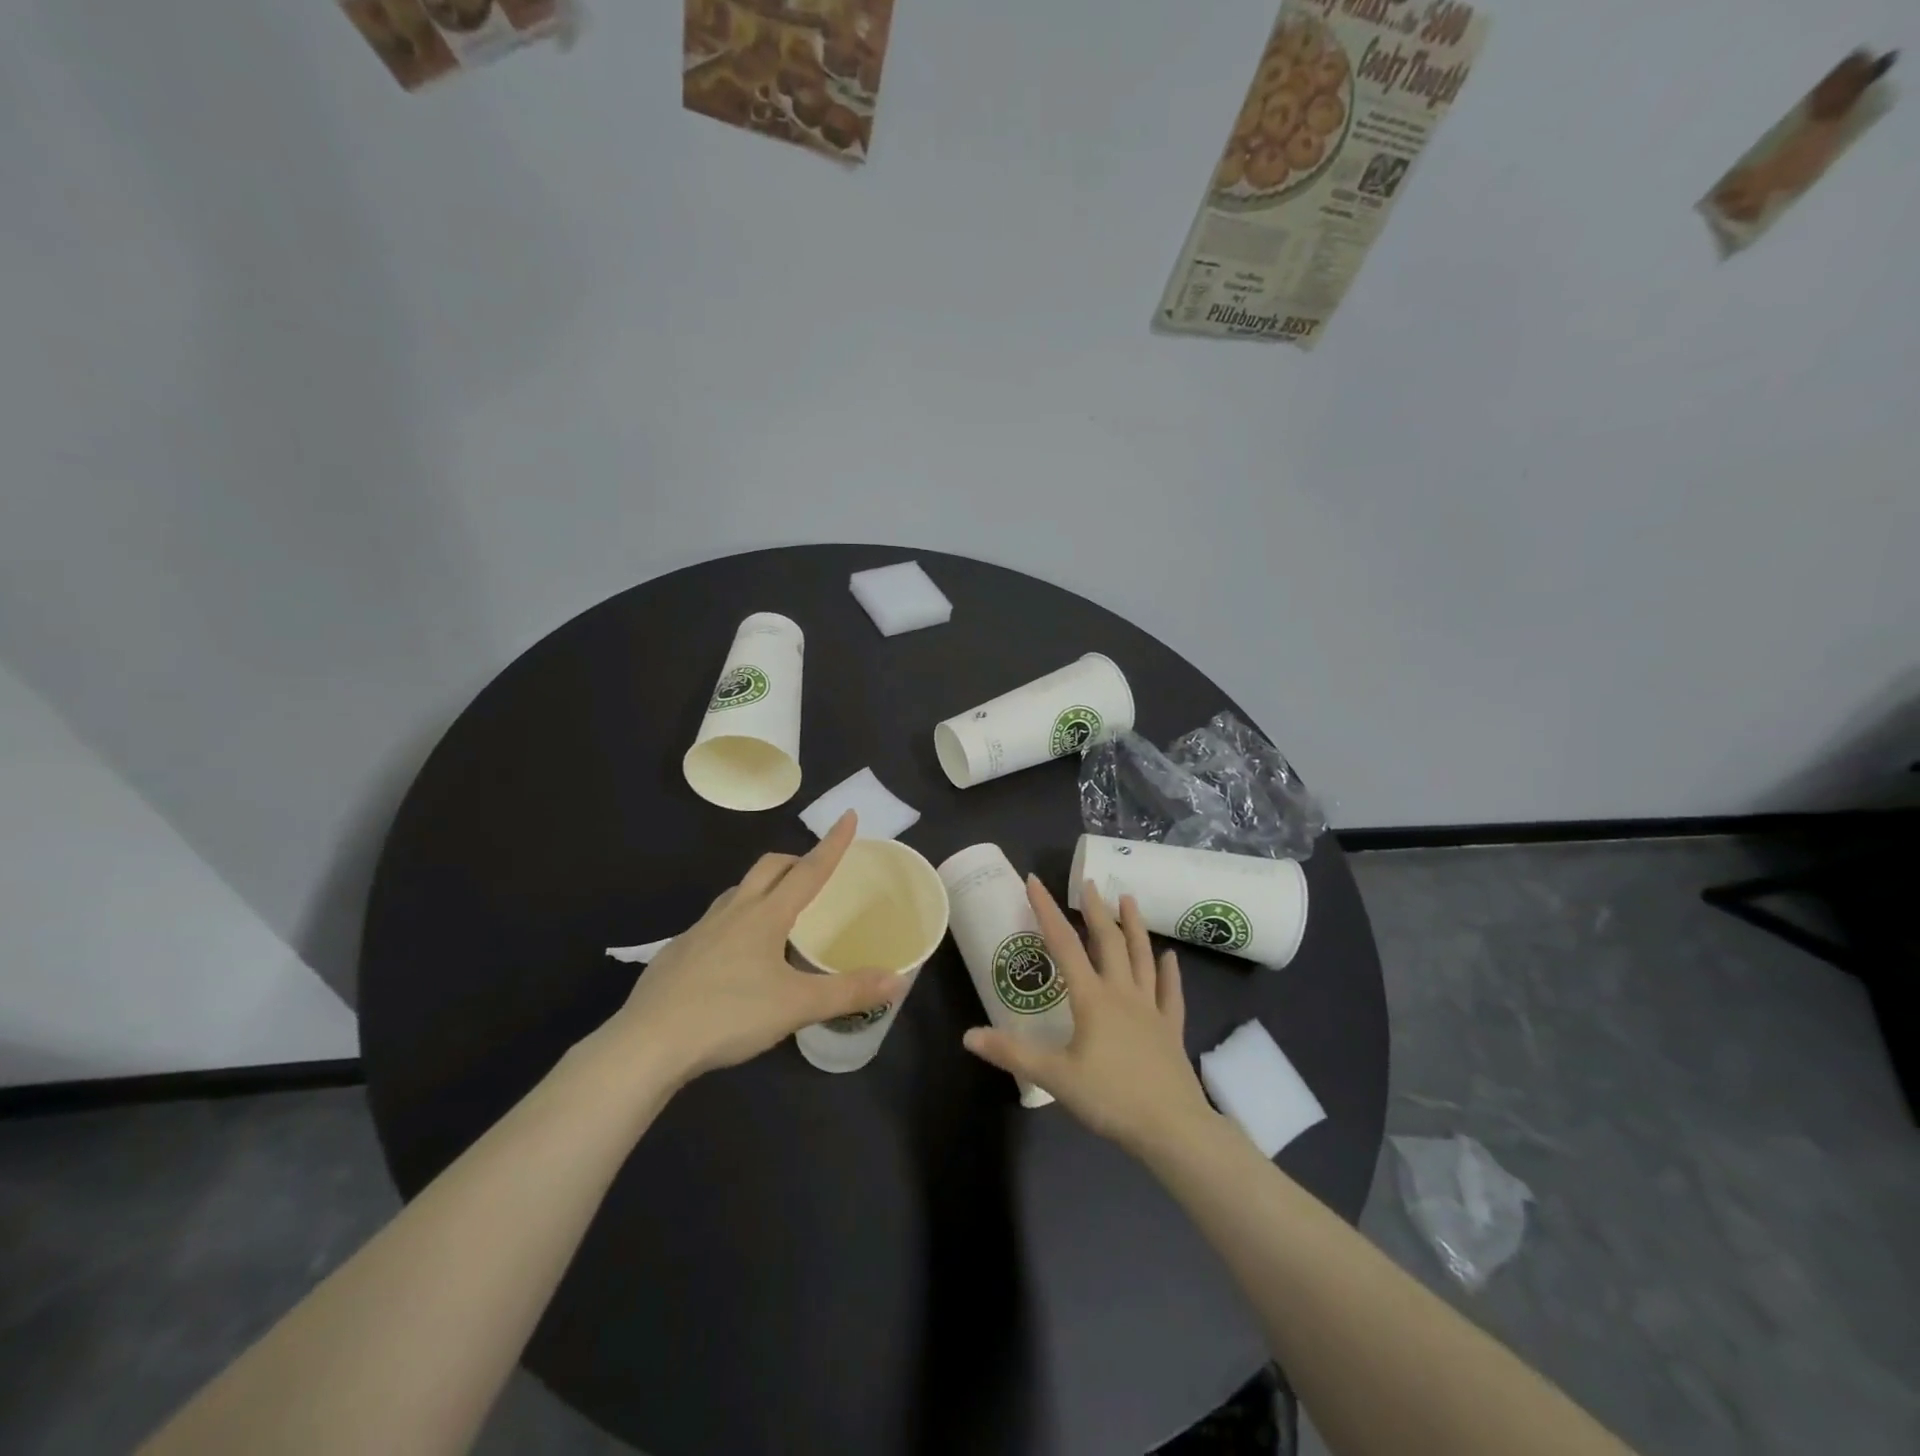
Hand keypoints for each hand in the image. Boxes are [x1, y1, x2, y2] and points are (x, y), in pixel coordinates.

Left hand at [610, 812, 898, 1081]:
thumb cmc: (729, 1015)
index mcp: (765, 915)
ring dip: (763, 888)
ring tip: (778, 912)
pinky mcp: (677, 954)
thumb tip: (898, 980)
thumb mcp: (797, 1006)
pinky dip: (736, 922)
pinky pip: (715, 922)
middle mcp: (733, 912)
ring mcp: (700, 931)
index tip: (848, 816)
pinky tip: (736, 957)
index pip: (808, 870)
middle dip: (794, 860)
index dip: (832, 844)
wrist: (648, 1044)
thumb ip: (848, 991)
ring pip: (738, 892)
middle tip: (813, 872)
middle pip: (768, 868)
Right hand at [962, 877, 1216, 1157]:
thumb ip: (1012, 1053)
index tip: (1035, 881)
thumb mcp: (1054, 1077)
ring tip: (1128, 899)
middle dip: (1096, 910)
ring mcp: (1151, 1009)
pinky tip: (1170, 957)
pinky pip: (1170, 993)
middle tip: (1088, 883)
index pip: (1064, 944)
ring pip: (1142, 957)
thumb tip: (968, 1036)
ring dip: (1134, 926)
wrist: (1171, 1128)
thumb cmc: (1110, 1098)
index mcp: (1092, 998)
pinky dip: (1169, 972)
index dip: (1047, 910)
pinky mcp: (1171, 1029)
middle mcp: (1122, 992)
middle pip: (1108, 942)